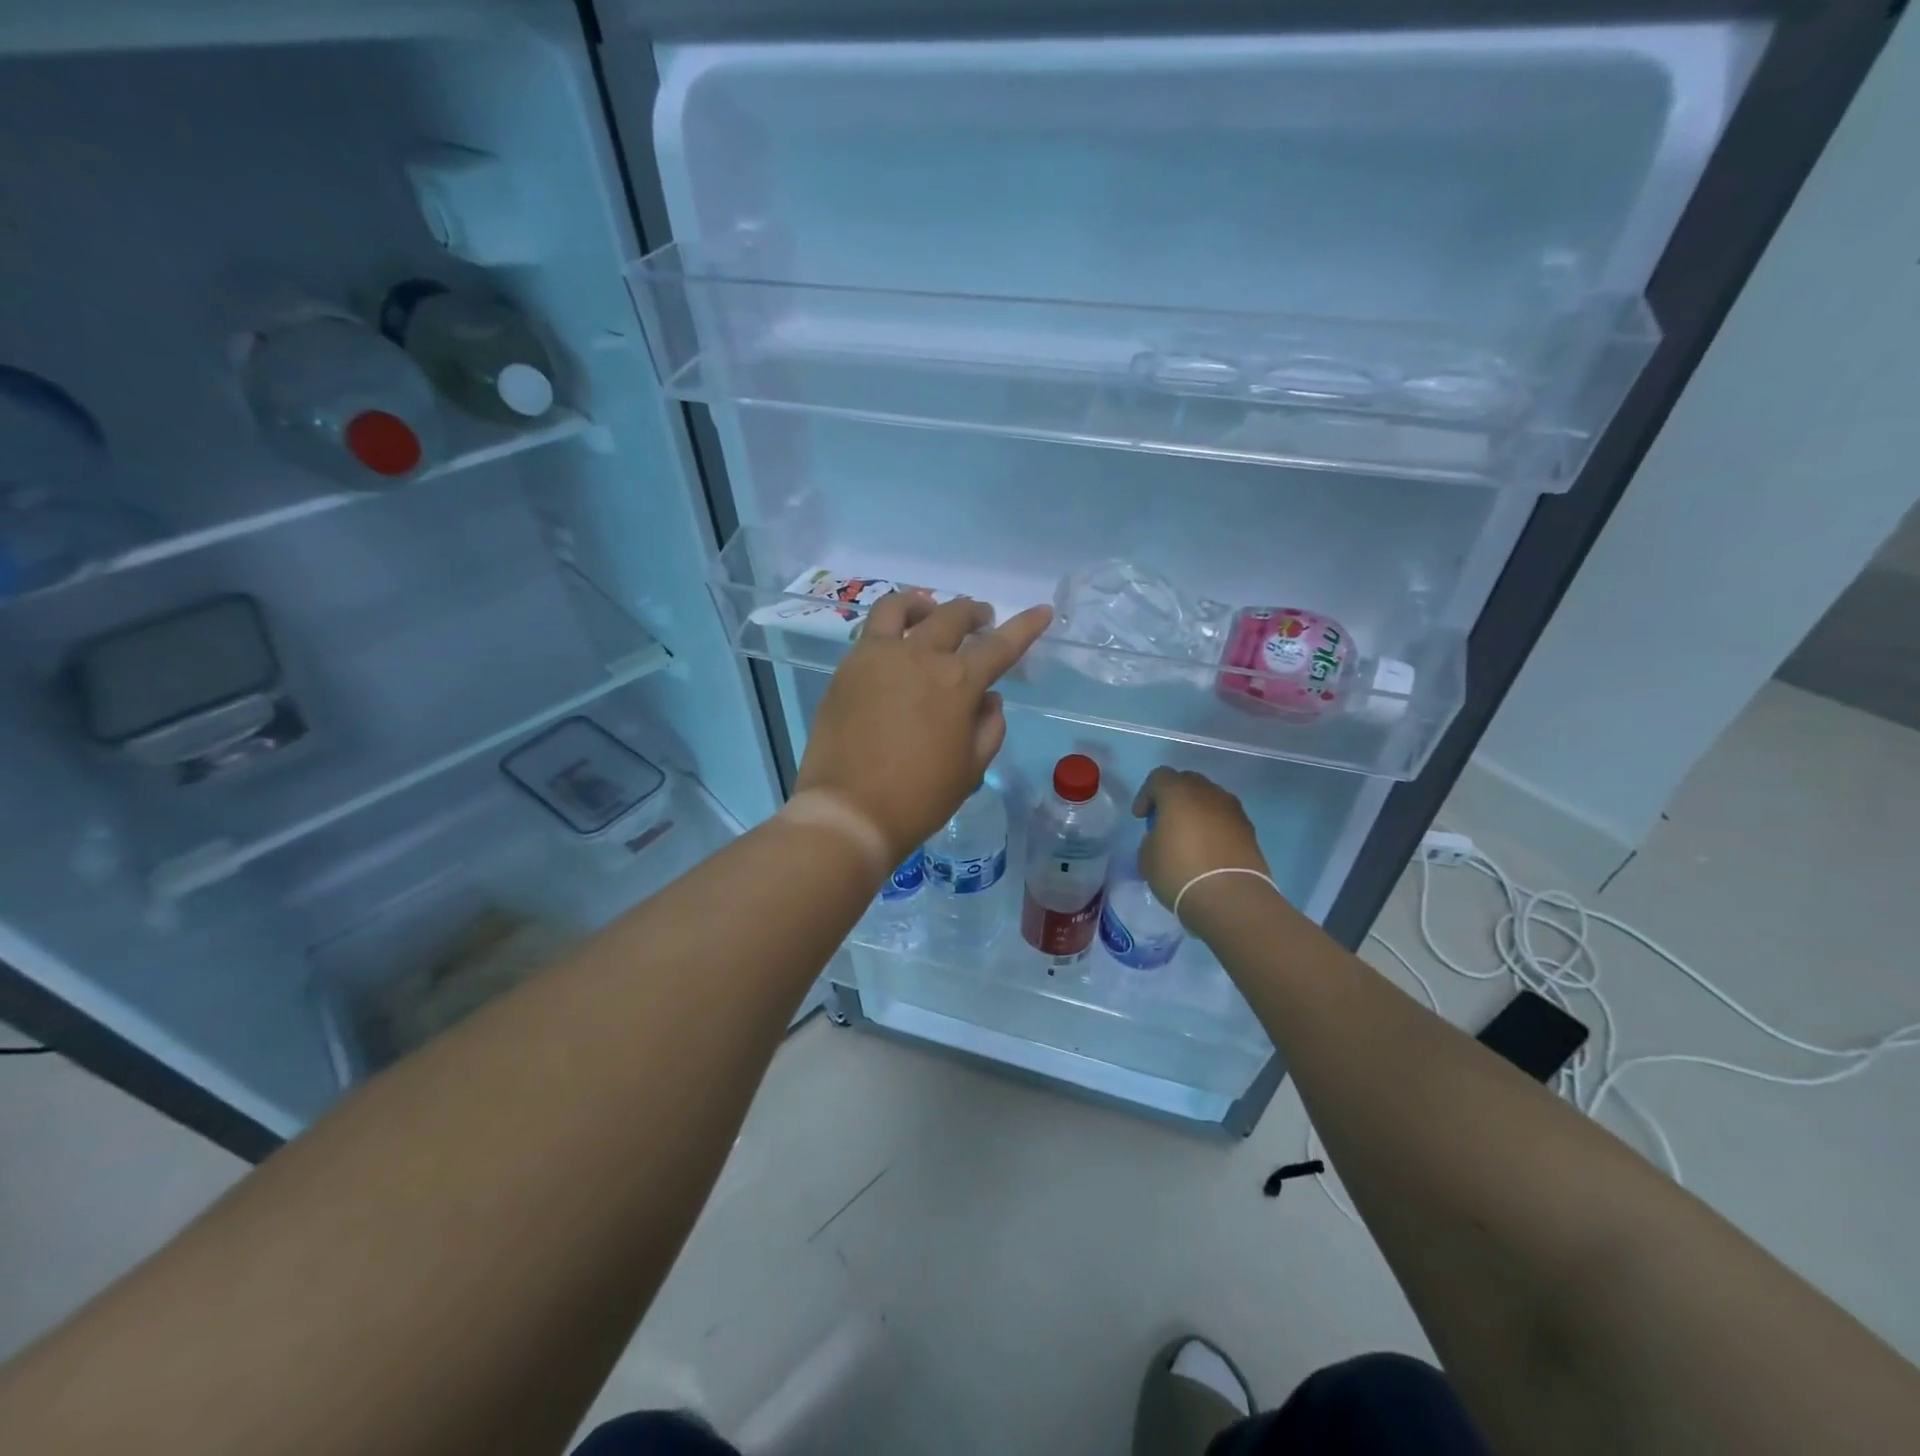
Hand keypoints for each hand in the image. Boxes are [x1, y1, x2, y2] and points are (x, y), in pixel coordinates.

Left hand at [797, 592, 1053, 864]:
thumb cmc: (919, 797)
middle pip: (952, 615)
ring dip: (923, 604)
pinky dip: (891, 628)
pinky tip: (895, 647)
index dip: (1025, 626)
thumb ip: (989, 727)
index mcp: (957, 682)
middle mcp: (919, 656)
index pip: (1000, 645)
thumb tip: (988, 699)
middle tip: (982, 620)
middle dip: (974, 612)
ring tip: (929, 611)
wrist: (849, 811)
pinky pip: (871, 633)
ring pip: (900, 607)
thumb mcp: (971, 768)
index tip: (1041, 611)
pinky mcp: (846, 669)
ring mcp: (876, 657)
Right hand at [1133, 768, 1272, 910]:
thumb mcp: (1147, 856)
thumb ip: (1151, 838)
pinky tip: (1208, 850)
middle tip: (1165, 822)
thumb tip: (1163, 838)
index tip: (1141, 818)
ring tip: (1189, 837)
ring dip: (1197, 812)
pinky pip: (1225, 819)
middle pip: (1187, 782)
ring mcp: (1233, 810)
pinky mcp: (1249, 830)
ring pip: (1210, 799)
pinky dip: (1214, 827)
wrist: (1230, 897)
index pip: (1159, 777)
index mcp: (1178, 792)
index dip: (1146, 795)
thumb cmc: (1179, 871)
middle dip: (1173, 798)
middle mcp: (1208, 793)